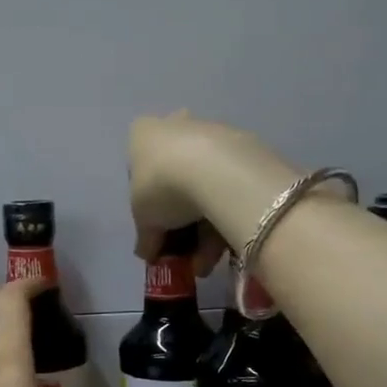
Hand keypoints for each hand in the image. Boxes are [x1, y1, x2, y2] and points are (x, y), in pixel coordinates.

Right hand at [128, 112, 265, 271]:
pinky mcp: (246, 147)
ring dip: (204, 228)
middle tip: (184, 249)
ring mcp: (214, 133)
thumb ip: (145, 236)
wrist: (216, 170)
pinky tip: (226, 246)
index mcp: (144, 134)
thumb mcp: (143, 218)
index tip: (155, 225)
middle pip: (175, 175)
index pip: (139, 165)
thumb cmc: (161, 186)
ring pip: (205, 185)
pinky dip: (226, 215)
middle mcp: (177, 125)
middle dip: (181, 218)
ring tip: (206, 261)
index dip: (146, 199)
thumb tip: (147, 253)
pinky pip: (230, 186)